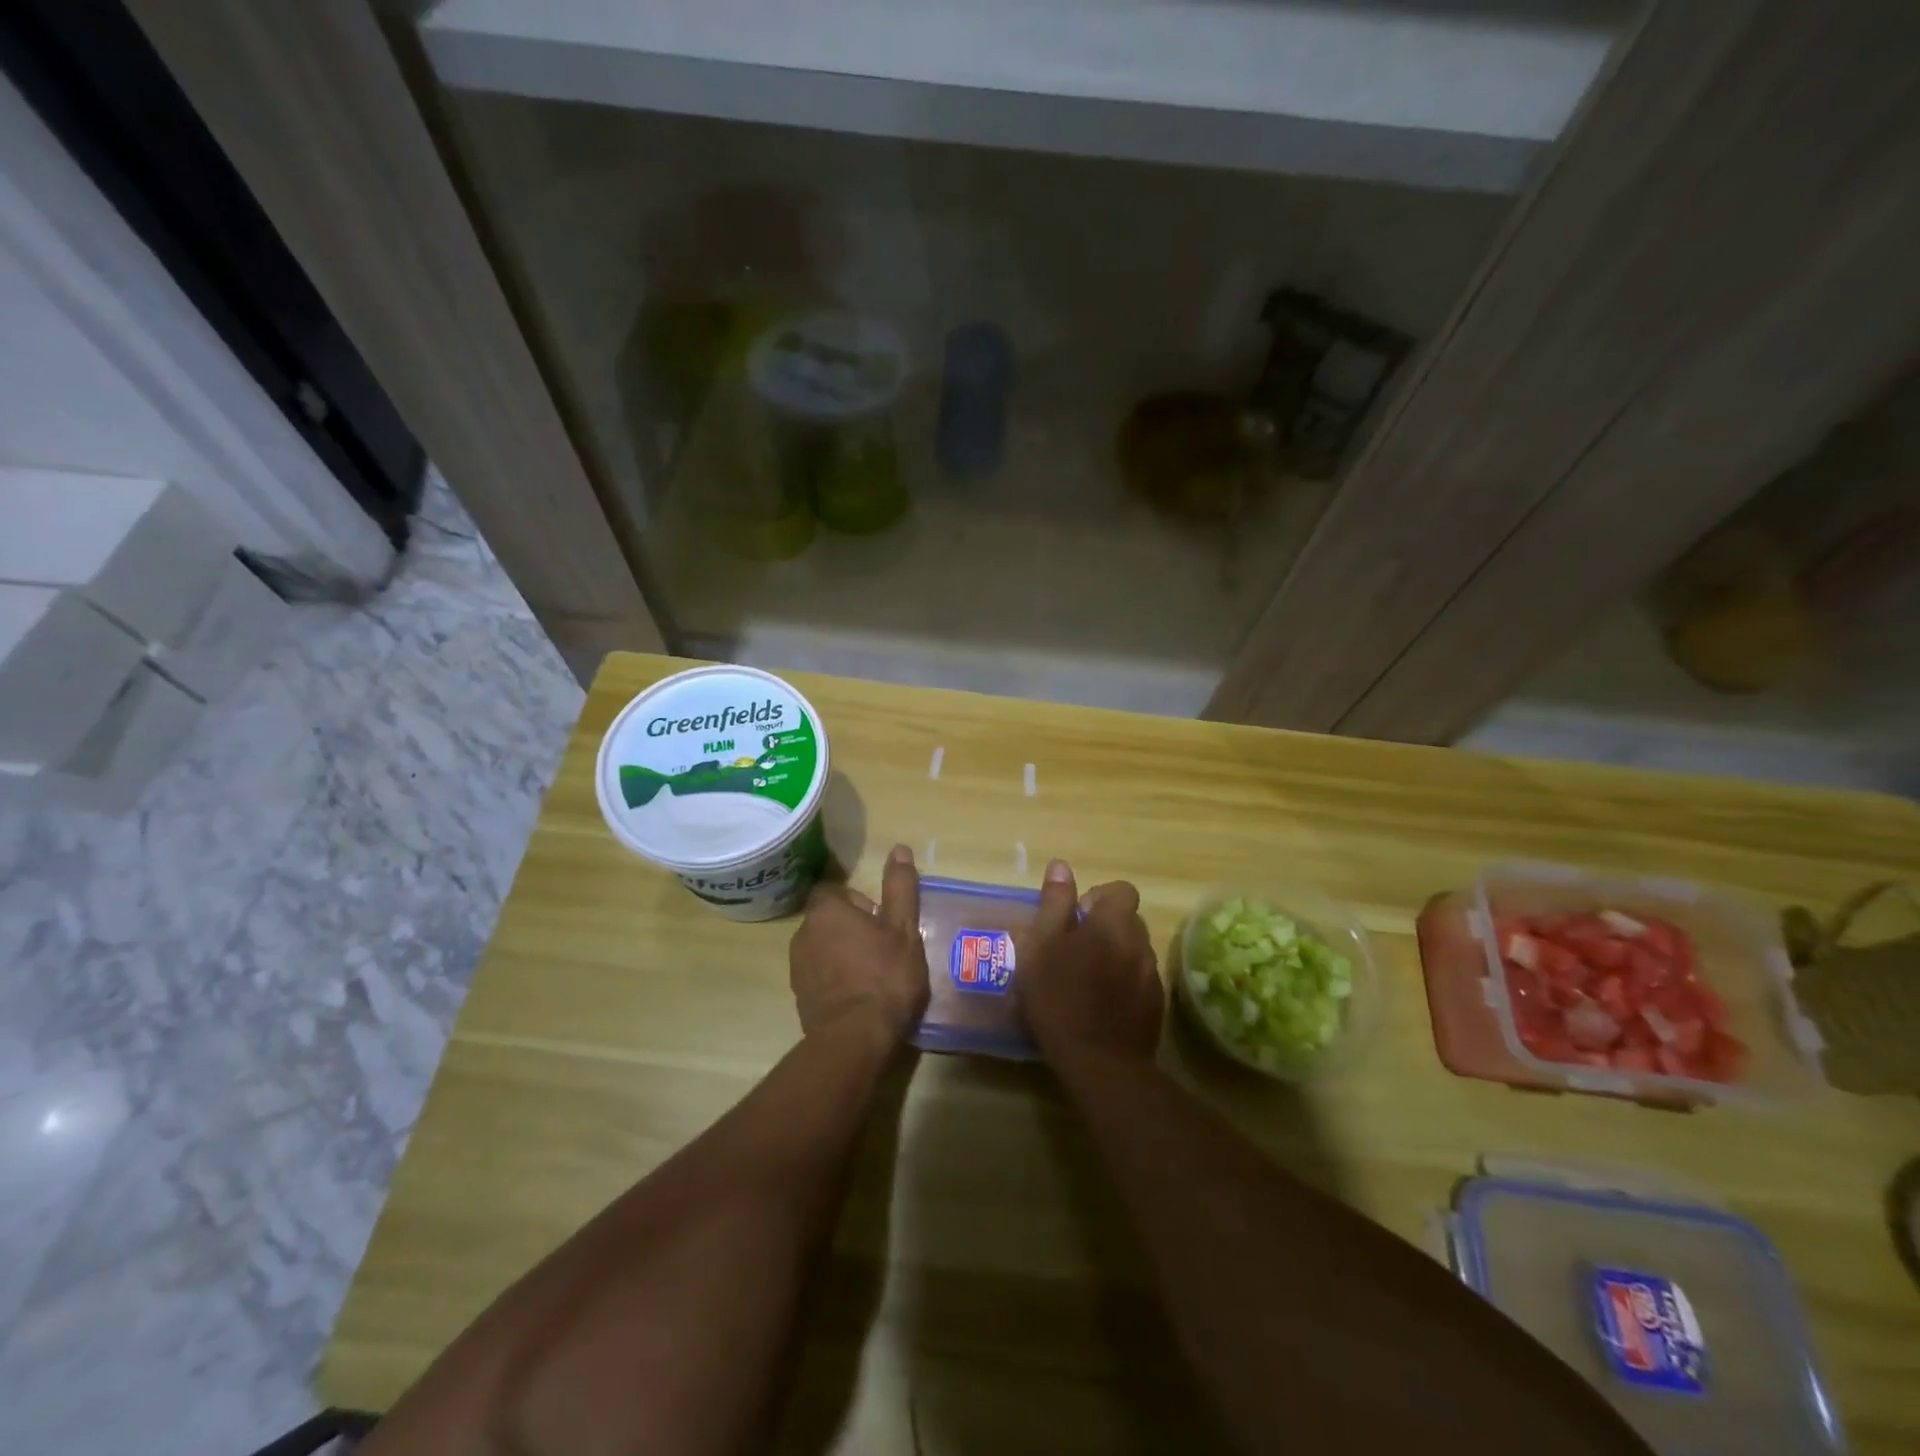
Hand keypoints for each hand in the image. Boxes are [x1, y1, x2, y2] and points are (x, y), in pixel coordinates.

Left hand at [789, 844, 929, 1041]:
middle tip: (882, 947)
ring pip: (822, 949)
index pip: (834, 892)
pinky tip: (860, 996)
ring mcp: (798, 968)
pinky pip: (819, 976)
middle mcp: (803, 934)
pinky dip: (836, 979)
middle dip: (851, 928)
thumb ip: (900, 888)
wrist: (856, 1038)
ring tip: (873, 974)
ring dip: (842, 954)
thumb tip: (899, 849)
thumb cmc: (885, 976)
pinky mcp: (800, 997)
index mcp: (826, 912)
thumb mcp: (903, 928)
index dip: (859, 902)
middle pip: (828, 920)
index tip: (881, 921)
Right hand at [1016, 859, 1163, 1067]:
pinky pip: (1138, 980)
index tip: (1073, 921)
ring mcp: (1152, 975)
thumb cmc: (1062, 998)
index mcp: (1114, 923)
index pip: (1120, 890)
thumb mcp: (1043, 946)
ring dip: (1113, 956)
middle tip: (1071, 951)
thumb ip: (1054, 903)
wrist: (1101, 1064)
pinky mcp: (1156, 1006)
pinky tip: (1099, 1005)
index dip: (1097, 898)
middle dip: (1103, 928)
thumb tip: (1061, 866)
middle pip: (1127, 920)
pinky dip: (1122, 984)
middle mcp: (1141, 942)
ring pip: (1132, 951)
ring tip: (1083, 980)